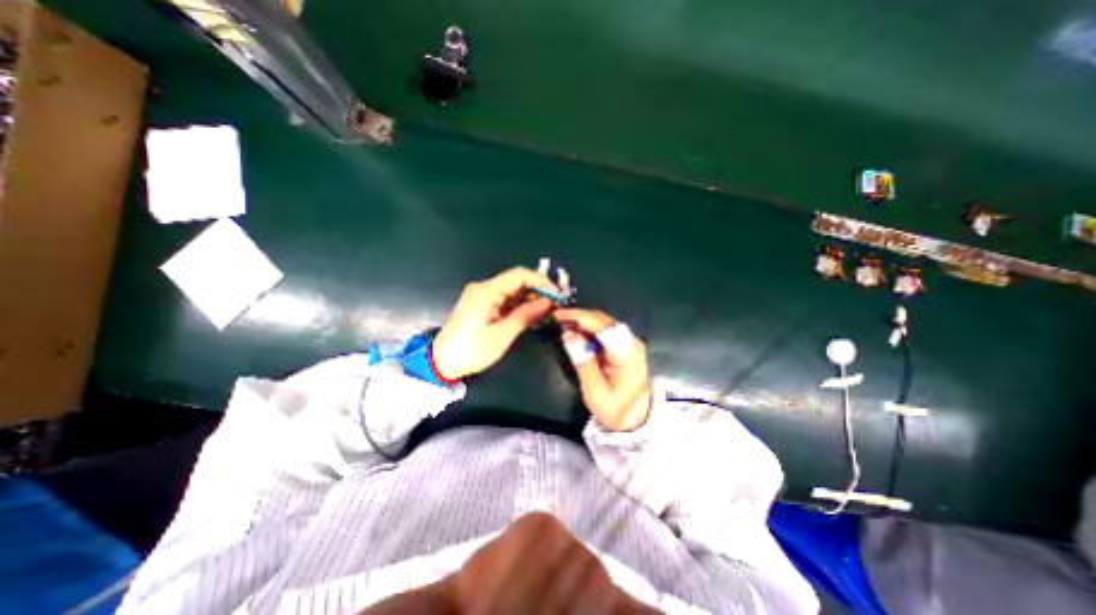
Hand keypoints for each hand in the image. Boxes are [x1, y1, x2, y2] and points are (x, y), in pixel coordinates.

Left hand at [432, 267, 559, 378]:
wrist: (441, 362)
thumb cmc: (472, 350)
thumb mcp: (502, 335)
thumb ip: (526, 315)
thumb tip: (547, 302)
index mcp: (487, 291)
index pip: (520, 275)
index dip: (542, 281)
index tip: (557, 294)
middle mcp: (484, 287)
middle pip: (516, 280)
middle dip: (538, 290)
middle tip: (555, 305)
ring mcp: (481, 295)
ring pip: (512, 290)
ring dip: (530, 298)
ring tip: (547, 311)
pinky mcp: (481, 304)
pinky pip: (505, 298)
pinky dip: (519, 304)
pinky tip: (530, 314)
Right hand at [558, 307, 648, 431]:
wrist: (637, 420)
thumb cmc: (616, 409)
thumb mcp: (595, 391)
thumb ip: (582, 361)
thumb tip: (567, 334)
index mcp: (626, 354)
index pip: (603, 326)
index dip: (580, 317)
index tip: (559, 315)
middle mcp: (631, 342)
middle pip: (603, 320)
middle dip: (578, 316)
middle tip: (555, 318)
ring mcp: (629, 342)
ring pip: (603, 323)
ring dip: (582, 321)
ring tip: (561, 323)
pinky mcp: (624, 346)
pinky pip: (604, 331)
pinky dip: (587, 329)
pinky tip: (575, 331)